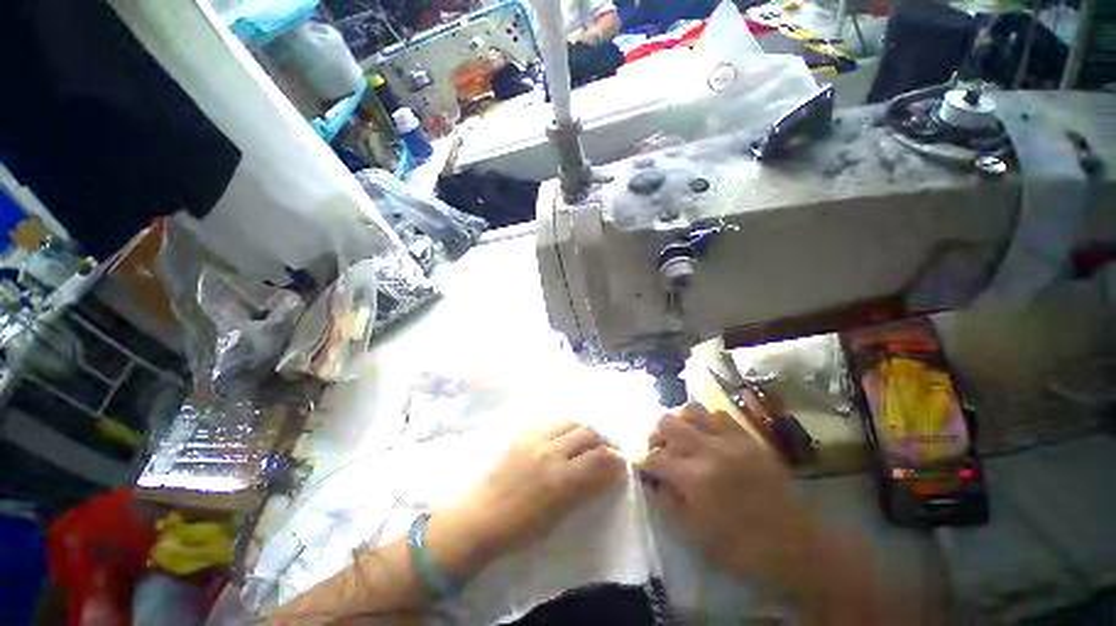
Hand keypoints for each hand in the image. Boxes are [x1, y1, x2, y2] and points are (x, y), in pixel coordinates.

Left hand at [430, 422, 625, 572]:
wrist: (482, 514)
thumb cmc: (521, 526)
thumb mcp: (560, 514)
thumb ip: (585, 489)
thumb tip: (608, 473)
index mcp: (561, 479)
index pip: (599, 457)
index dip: (615, 458)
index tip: (621, 463)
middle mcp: (551, 451)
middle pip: (588, 432)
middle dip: (604, 440)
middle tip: (606, 450)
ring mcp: (535, 437)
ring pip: (572, 421)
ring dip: (585, 430)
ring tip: (586, 441)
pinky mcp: (523, 432)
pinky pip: (552, 421)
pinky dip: (565, 427)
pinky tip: (564, 437)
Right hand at [635, 404, 810, 589]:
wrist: (796, 545)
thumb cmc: (741, 548)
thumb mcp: (695, 534)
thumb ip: (667, 501)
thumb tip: (654, 480)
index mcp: (695, 478)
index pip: (655, 458)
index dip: (641, 461)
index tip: (639, 466)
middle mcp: (709, 450)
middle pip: (667, 422)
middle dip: (654, 434)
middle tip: (656, 448)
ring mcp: (731, 440)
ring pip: (691, 410)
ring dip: (677, 421)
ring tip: (678, 436)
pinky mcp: (748, 438)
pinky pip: (718, 414)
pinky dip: (704, 421)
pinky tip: (705, 435)